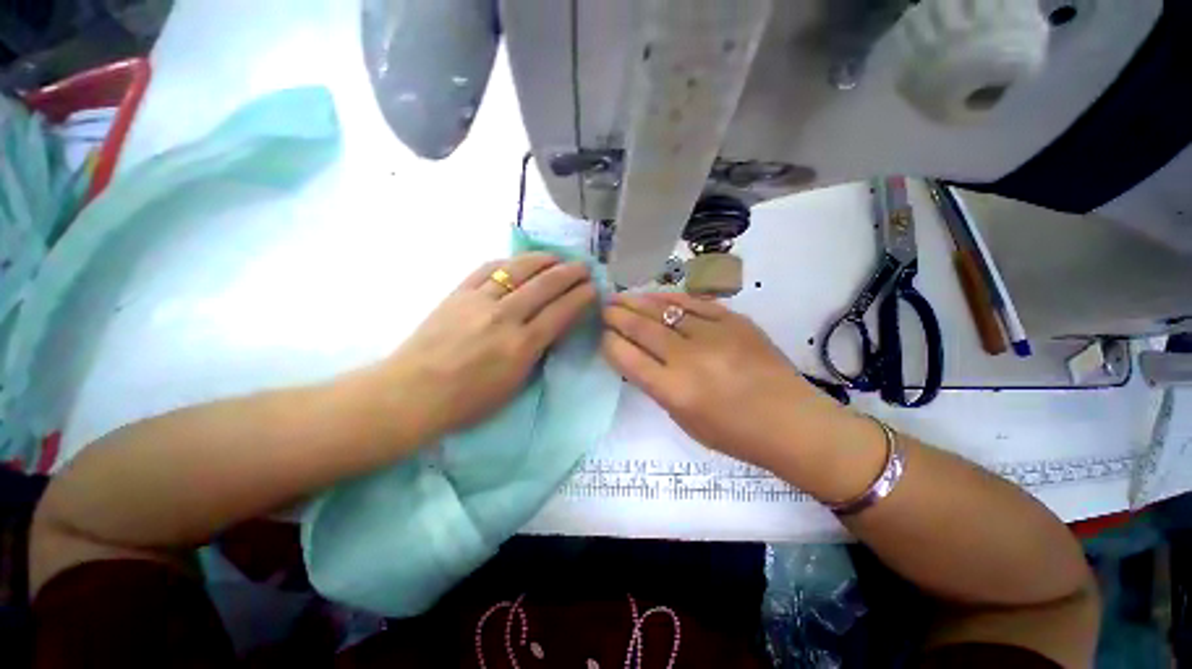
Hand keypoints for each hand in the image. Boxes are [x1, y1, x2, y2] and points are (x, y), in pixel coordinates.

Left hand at [377, 253, 596, 441]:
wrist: (412, 393)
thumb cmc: (468, 401)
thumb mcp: (514, 384)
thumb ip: (536, 352)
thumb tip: (551, 328)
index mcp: (521, 345)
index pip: (560, 312)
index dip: (581, 297)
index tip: (593, 288)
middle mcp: (504, 317)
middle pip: (545, 285)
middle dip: (570, 273)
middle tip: (584, 267)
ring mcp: (479, 301)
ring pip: (518, 270)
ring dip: (543, 260)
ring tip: (557, 257)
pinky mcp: (458, 293)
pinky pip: (488, 268)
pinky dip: (509, 262)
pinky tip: (520, 261)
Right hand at [602, 293, 841, 469]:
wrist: (792, 423)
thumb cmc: (735, 434)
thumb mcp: (684, 420)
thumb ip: (657, 386)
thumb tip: (635, 357)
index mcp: (675, 391)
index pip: (628, 358)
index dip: (608, 342)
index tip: (600, 334)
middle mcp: (690, 359)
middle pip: (641, 328)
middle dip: (616, 316)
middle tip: (602, 307)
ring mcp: (714, 335)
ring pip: (664, 310)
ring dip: (636, 301)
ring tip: (619, 296)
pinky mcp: (735, 320)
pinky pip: (694, 302)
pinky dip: (669, 297)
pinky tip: (654, 294)